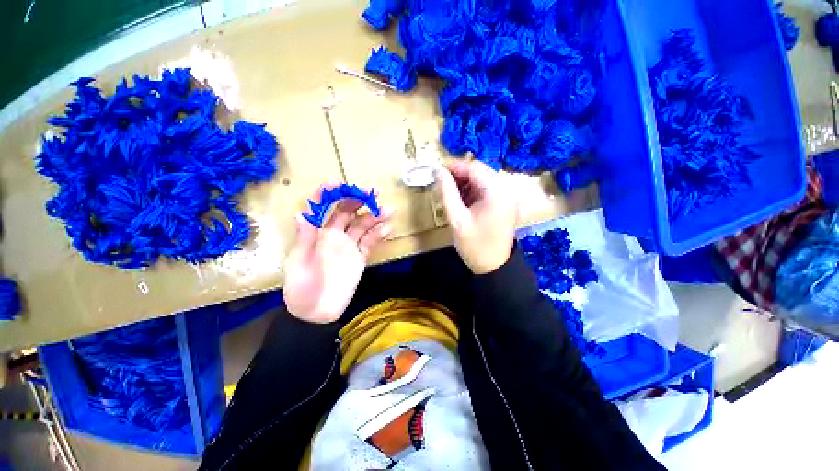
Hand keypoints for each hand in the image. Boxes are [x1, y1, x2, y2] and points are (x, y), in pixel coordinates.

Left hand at [283, 185, 393, 323]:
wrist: (317, 313)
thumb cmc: (302, 289)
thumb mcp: (299, 264)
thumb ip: (305, 239)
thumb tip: (301, 213)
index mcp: (316, 234)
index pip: (321, 208)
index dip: (327, 194)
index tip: (337, 183)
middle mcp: (333, 235)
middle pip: (347, 212)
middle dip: (358, 200)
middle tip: (372, 193)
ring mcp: (349, 245)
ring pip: (363, 225)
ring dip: (375, 216)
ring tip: (389, 209)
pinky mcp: (360, 257)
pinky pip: (370, 242)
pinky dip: (379, 234)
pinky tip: (388, 228)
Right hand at [436, 160, 518, 274]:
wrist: (494, 266)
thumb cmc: (474, 245)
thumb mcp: (456, 219)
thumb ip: (447, 193)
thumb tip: (439, 172)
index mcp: (496, 193)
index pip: (474, 168)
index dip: (455, 166)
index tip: (437, 171)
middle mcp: (506, 190)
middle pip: (480, 171)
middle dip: (459, 174)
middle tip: (441, 181)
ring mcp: (507, 196)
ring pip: (483, 179)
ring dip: (465, 182)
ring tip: (449, 190)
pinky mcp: (504, 203)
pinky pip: (486, 189)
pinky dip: (472, 190)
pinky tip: (461, 198)